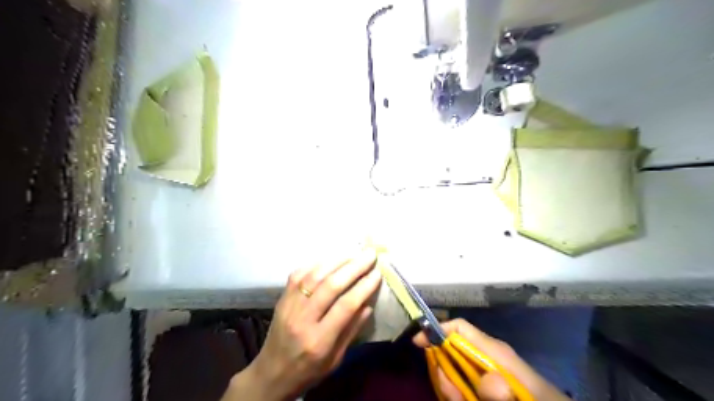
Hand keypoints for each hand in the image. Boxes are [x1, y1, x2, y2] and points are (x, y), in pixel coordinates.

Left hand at [224, 249, 380, 399]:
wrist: (270, 373)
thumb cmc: (308, 371)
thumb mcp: (335, 359)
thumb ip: (352, 330)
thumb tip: (368, 303)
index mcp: (318, 341)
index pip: (345, 307)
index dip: (363, 287)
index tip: (377, 274)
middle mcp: (302, 319)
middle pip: (330, 286)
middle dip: (353, 267)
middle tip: (370, 254)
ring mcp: (289, 306)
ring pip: (314, 275)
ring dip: (337, 260)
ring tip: (354, 253)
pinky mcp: (282, 298)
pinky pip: (299, 273)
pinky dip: (316, 263)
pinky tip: (331, 258)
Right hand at [413, 320, 568, 400]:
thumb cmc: (539, 398)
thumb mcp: (527, 394)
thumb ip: (505, 390)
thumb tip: (487, 380)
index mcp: (494, 350)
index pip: (460, 328)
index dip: (437, 330)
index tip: (418, 343)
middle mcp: (485, 358)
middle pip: (450, 351)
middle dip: (441, 368)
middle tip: (450, 393)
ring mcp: (484, 374)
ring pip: (453, 372)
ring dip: (450, 387)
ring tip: (460, 399)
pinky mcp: (484, 387)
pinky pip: (462, 387)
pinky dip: (457, 395)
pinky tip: (462, 399)